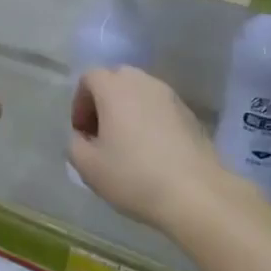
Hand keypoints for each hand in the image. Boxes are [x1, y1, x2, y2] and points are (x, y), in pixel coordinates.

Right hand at [68, 66, 238, 232]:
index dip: (79, 102)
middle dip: (103, 102)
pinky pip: (160, 107)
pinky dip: (149, 119)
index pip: (89, 77)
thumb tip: (83, 137)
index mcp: (115, 88)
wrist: (196, 193)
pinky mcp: (190, 113)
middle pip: (116, 79)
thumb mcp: (88, 167)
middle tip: (101, 135)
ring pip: (140, 92)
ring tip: (127, 144)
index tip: (82, 132)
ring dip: (128, 110)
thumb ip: (75, 144)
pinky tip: (152, 151)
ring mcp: (170, 96)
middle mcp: (143, 82)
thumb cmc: (134, 176)